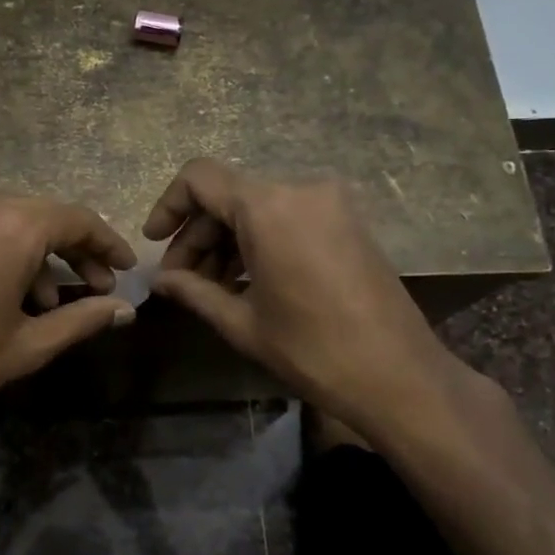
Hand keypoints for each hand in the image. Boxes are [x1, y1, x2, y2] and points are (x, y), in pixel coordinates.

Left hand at [0, 193, 137, 446]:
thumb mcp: (28, 345)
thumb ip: (83, 319)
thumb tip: (125, 309)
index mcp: (11, 227)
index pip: (76, 220)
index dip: (107, 243)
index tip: (124, 268)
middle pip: (40, 216)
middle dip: (71, 250)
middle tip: (92, 287)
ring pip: (3, 221)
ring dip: (32, 254)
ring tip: (43, 302)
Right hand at [144, 159, 476, 454]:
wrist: (399, 376)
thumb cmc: (312, 350)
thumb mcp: (242, 322)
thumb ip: (193, 290)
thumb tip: (159, 280)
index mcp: (268, 207)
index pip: (200, 178)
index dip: (169, 205)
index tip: (155, 242)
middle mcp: (301, 190)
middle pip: (229, 196)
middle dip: (198, 234)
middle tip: (180, 279)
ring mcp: (331, 204)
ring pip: (258, 207)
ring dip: (228, 240)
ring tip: (210, 286)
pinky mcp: (348, 222)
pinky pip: (288, 217)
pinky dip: (260, 240)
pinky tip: (247, 280)